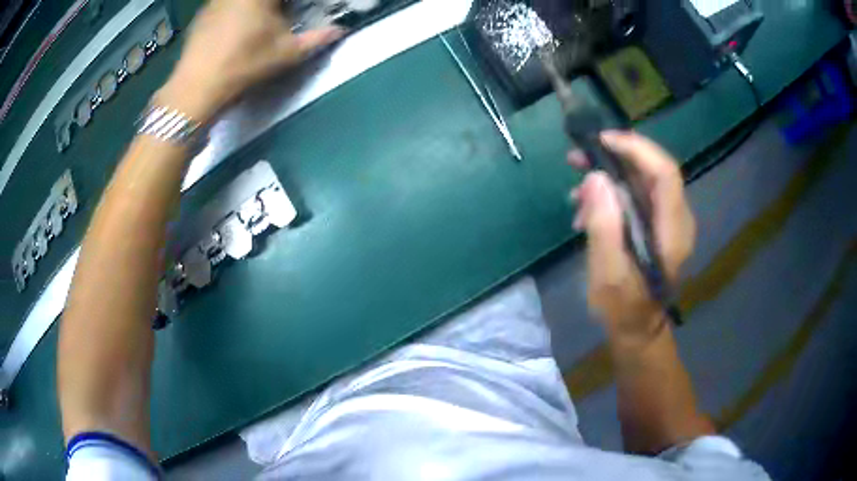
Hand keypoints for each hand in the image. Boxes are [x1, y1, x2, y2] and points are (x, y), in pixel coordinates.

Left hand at [157, 0, 343, 121]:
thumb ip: (316, 39)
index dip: (293, 4)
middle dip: (277, 6)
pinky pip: (225, 3)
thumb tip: (340, 31)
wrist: (196, 87)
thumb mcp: (286, 53)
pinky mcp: (203, 14)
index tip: (297, 9)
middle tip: (282, 14)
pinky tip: (236, 26)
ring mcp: (216, 0)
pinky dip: (236, 9)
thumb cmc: (244, 65)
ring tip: (260, 22)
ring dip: (255, 7)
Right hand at [569, 131, 694, 342]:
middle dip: (614, 157)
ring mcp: (667, 221)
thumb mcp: (608, 274)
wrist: (637, 329)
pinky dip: (611, 194)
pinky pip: (635, 195)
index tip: (601, 141)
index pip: (664, 173)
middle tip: (576, 159)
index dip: (636, 149)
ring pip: (641, 180)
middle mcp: (676, 219)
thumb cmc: (623, 308)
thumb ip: (604, 226)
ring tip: (575, 190)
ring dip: (608, 175)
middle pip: (652, 170)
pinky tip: (587, 211)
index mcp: (672, 231)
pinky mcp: (656, 225)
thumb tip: (595, 178)